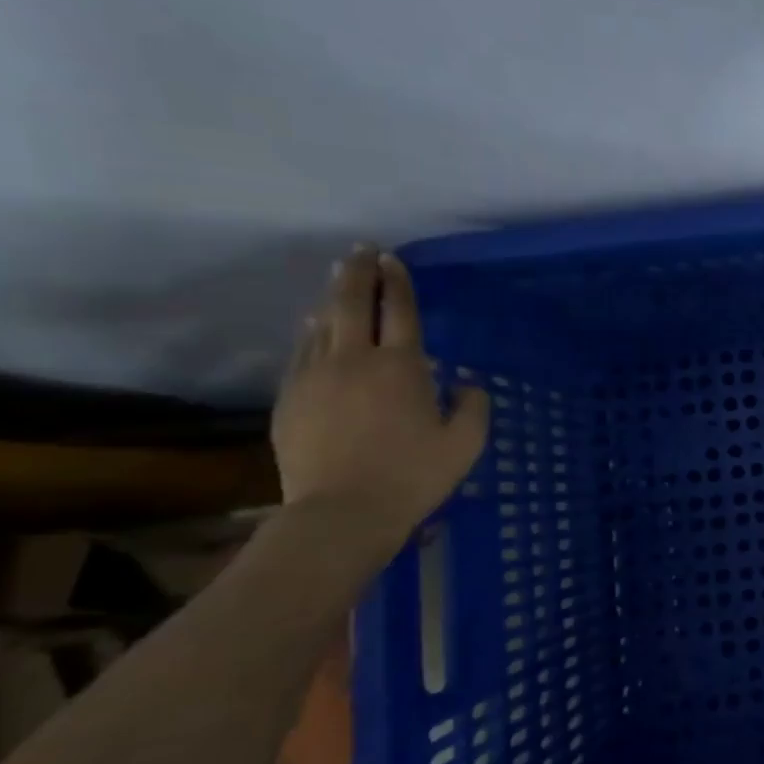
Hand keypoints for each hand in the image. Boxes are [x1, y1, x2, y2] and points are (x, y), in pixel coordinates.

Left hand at [272, 246, 488, 537]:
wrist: (341, 512)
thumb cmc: (413, 476)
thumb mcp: (466, 443)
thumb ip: (473, 406)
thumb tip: (468, 383)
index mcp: (401, 367)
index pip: (398, 310)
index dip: (397, 282)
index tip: (393, 259)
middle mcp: (354, 360)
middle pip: (350, 304)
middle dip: (357, 273)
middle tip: (361, 251)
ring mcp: (314, 377)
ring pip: (320, 324)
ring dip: (331, 298)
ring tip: (338, 282)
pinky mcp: (290, 399)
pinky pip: (301, 352)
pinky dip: (311, 333)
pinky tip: (315, 329)